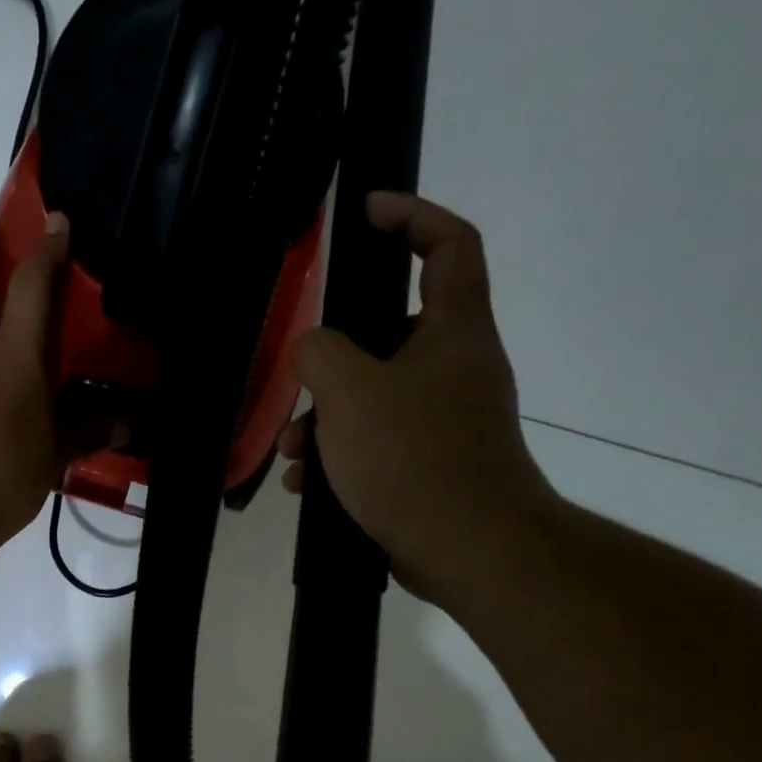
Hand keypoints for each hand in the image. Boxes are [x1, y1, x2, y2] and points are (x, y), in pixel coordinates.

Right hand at [279, 192, 556, 597]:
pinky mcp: (433, 466)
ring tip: (293, 454)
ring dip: (327, 420)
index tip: (368, 212)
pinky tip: (308, 485)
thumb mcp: (351, 392)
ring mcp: (447, 421)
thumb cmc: (413, 457)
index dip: (413, 215)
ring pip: (376, 398)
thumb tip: (313, 349)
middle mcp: (458, 368)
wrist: (468, 549)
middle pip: (393, 334)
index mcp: (454, 331)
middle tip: (300, 380)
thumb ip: (320, 351)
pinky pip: (378, 444)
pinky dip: (342, 457)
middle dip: (336, 359)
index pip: (450, 245)